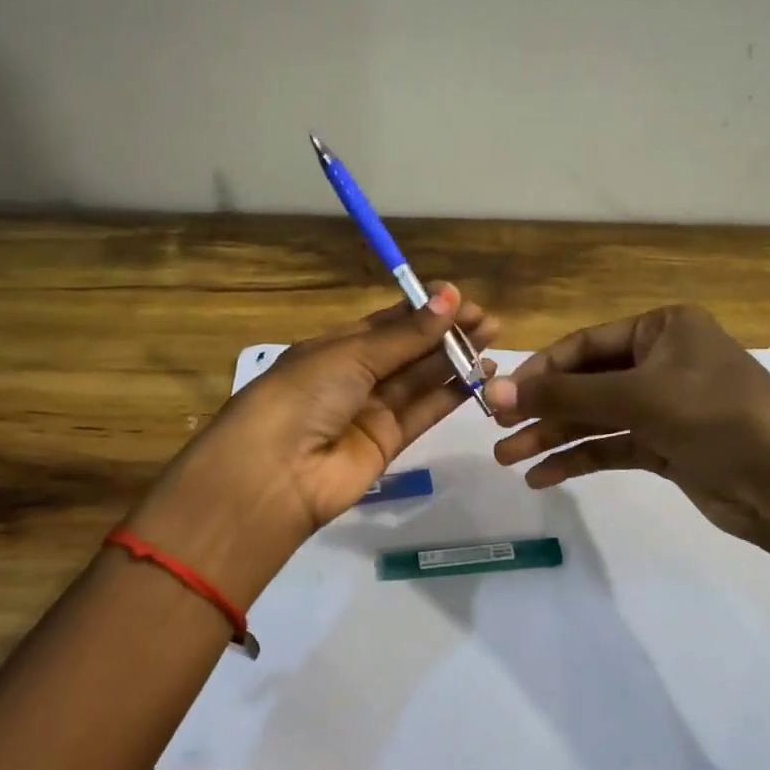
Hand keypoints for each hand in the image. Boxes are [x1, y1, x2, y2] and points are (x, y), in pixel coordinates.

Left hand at [126, 284, 498, 606]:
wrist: (275, 474)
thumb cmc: (303, 395)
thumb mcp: (351, 355)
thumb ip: (405, 335)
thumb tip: (450, 295)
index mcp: (333, 348)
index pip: (385, 323)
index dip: (422, 310)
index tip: (461, 297)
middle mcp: (352, 377)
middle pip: (407, 350)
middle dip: (445, 333)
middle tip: (487, 320)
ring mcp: (370, 412)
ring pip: (420, 380)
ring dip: (455, 360)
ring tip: (493, 340)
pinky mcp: (387, 444)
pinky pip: (424, 412)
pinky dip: (452, 394)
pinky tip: (481, 375)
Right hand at [486, 305, 769, 553]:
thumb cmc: (716, 416)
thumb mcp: (637, 396)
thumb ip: (565, 394)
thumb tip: (496, 391)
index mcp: (660, 329)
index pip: (583, 344)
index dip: (539, 370)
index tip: (499, 396)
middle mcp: (660, 361)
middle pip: (585, 382)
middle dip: (542, 408)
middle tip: (497, 431)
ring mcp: (663, 406)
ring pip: (594, 417)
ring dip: (552, 437)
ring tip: (508, 459)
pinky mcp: (665, 446)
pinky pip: (611, 446)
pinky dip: (578, 460)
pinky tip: (542, 477)